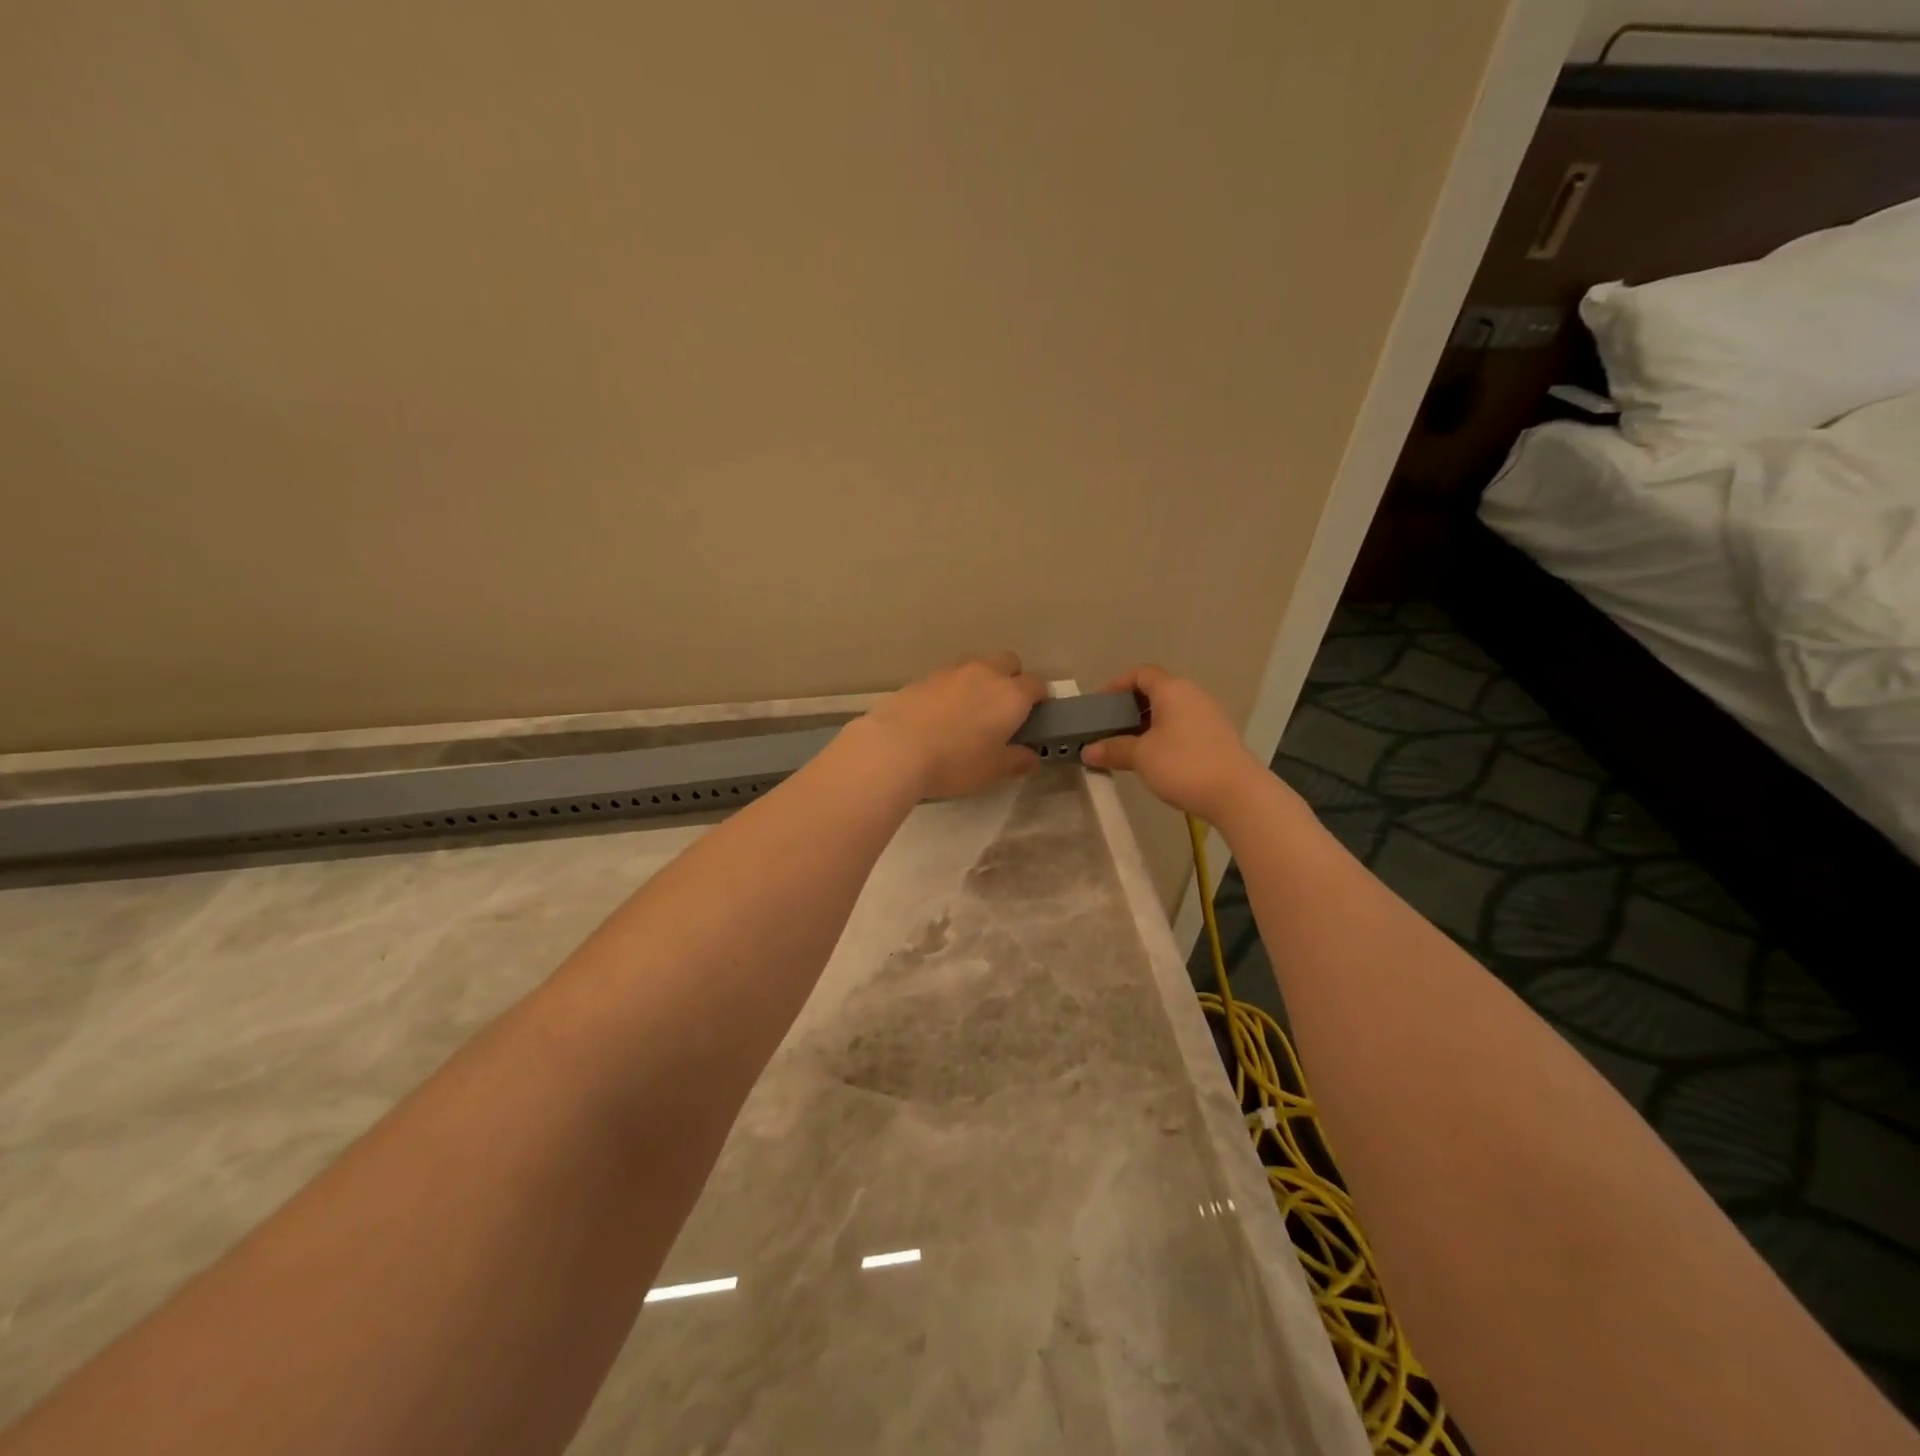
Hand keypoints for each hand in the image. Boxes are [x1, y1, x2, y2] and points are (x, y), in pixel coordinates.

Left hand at [860, 651, 1047, 799]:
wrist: (896, 748)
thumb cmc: (955, 762)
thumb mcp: (991, 770)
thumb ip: (1015, 760)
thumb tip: (1031, 759)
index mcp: (1011, 695)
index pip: (1037, 684)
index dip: (1039, 698)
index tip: (1034, 715)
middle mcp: (986, 673)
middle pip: (1008, 661)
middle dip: (1012, 677)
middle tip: (1003, 708)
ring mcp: (953, 670)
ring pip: (977, 664)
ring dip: (982, 678)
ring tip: (970, 708)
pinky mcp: (925, 676)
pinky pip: (949, 675)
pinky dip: (953, 687)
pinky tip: (941, 712)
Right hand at [1079, 666, 1265, 821]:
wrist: (1238, 794)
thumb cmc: (1184, 765)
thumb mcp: (1141, 757)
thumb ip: (1113, 749)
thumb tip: (1088, 751)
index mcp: (1173, 690)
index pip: (1141, 674)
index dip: (1117, 685)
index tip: (1100, 705)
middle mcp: (1193, 695)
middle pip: (1156, 691)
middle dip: (1130, 707)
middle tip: (1110, 728)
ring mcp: (1210, 716)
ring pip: (1171, 711)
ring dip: (1148, 724)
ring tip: (1129, 746)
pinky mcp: (1218, 737)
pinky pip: (1184, 726)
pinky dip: (1165, 735)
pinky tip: (1156, 759)